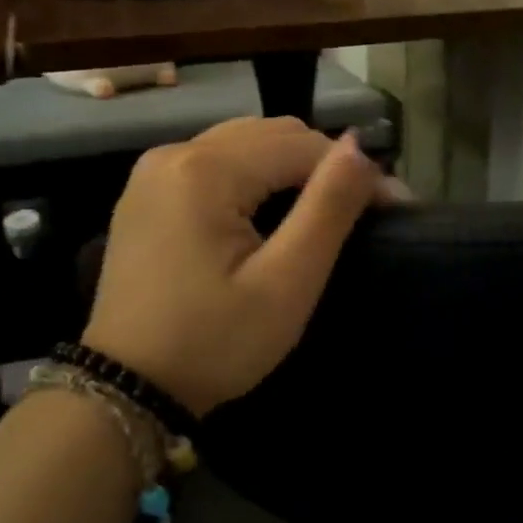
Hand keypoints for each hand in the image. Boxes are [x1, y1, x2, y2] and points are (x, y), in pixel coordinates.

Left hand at [84, 118, 400, 415]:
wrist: (128, 388)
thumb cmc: (215, 342)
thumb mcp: (286, 282)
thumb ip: (328, 207)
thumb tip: (360, 147)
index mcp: (205, 170)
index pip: (301, 145)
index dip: (353, 170)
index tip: (394, 206)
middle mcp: (174, 153)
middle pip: (271, 134)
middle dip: (323, 164)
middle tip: (363, 209)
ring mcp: (154, 172)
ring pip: (245, 144)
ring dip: (291, 168)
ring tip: (325, 209)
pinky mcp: (148, 194)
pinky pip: (217, 163)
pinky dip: (256, 176)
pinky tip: (273, 211)